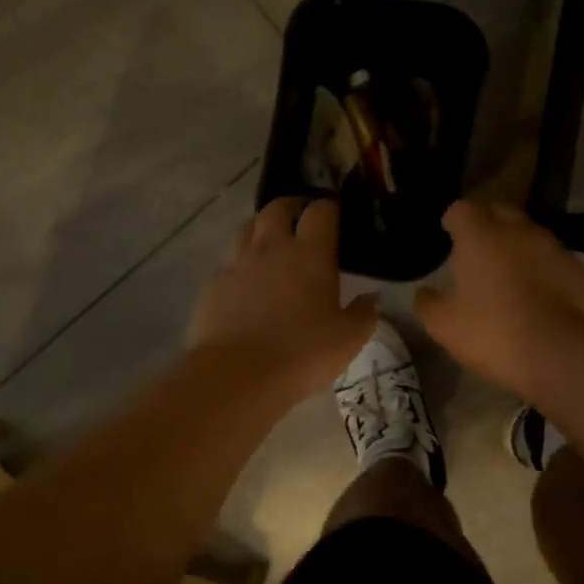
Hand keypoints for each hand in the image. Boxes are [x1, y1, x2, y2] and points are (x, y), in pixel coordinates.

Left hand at [189, 197, 377, 396]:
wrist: (239, 375)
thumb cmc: (303, 353)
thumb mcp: (348, 339)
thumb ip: (364, 313)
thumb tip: (371, 297)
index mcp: (310, 253)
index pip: (320, 211)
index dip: (328, 208)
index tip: (335, 215)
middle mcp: (271, 247)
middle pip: (277, 208)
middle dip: (291, 207)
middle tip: (300, 220)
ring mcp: (237, 263)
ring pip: (246, 228)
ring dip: (261, 229)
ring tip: (270, 244)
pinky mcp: (212, 284)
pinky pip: (227, 261)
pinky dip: (239, 263)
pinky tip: (245, 282)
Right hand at [414, 200, 583, 392]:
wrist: (562, 352)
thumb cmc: (493, 331)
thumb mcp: (445, 325)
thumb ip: (428, 304)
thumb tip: (424, 293)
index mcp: (481, 236)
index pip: (462, 209)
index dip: (454, 220)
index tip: (450, 235)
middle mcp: (520, 231)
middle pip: (501, 212)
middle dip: (488, 224)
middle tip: (478, 250)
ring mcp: (556, 249)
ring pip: (533, 236)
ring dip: (519, 248)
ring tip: (511, 276)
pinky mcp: (582, 272)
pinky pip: (557, 263)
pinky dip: (547, 272)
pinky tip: (543, 299)